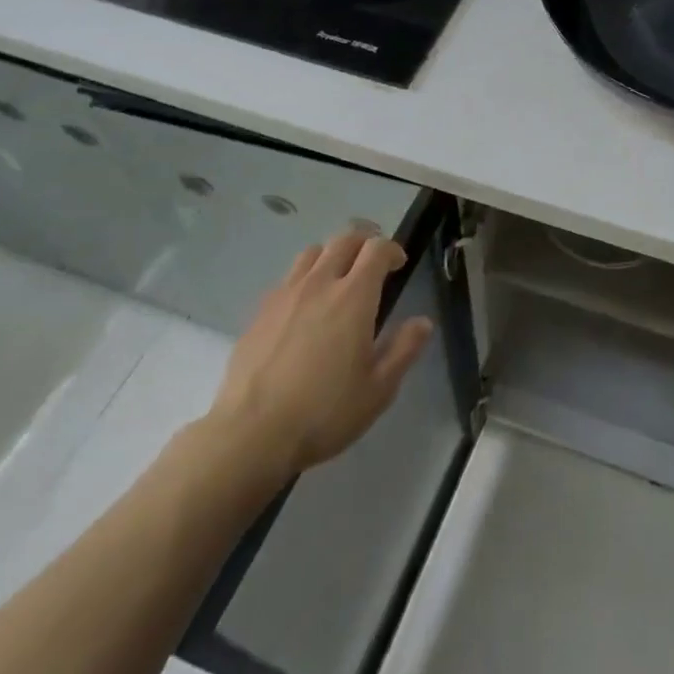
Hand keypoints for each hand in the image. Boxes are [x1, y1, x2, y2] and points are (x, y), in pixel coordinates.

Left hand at [203, 229, 433, 478]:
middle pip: (344, 239)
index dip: (391, 249)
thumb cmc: (324, 412)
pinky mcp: (260, 312)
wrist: (250, 434)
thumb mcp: (378, 389)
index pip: (377, 248)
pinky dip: (304, 279)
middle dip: (364, 242)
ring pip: (312, 253)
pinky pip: (287, 278)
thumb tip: (422, 322)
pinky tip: (304, 308)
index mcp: (354, 296)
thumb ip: (404, 349)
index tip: (398, 265)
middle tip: (373, 262)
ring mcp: (286, 294)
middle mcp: (320, 283)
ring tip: (337, 278)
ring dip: (332, 255)